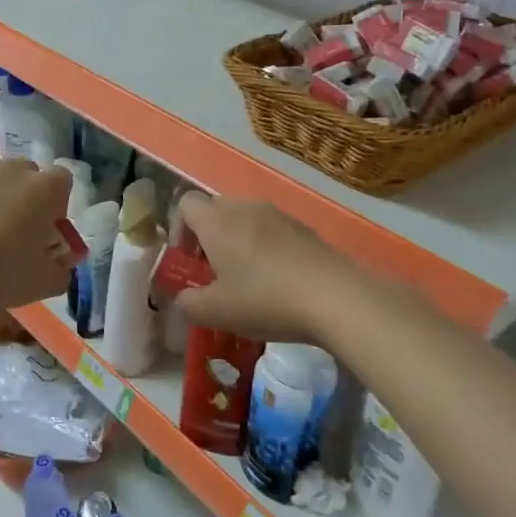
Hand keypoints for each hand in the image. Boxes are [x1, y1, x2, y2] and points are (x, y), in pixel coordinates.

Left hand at [0, 160, 75, 315]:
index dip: (57, 206)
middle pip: (27, 178)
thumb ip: (62, 270)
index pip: (63, 182)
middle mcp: (12, 170)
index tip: (46, 232)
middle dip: (26, 200)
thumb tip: (60, 264)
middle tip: (16, 235)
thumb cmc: (0, 272)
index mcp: (44, 188)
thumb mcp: (45, 283)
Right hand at [172, 194, 362, 344]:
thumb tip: (184, 298)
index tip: (188, 263)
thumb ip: (188, 303)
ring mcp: (279, 215)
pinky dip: (266, 249)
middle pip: (215, 209)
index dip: (179, 231)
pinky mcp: (305, 229)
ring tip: (247, 280)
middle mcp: (246, 208)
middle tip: (214, 274)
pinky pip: (273, 231)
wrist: (336, 298)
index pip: (185, 204)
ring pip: (246, 219)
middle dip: (208, 237)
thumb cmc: (265, 300)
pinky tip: (278, 282)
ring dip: (238, 243)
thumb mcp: (216, 312)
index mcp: (217, 221)